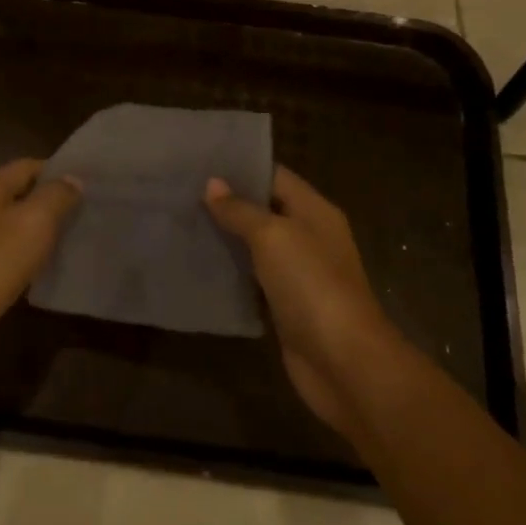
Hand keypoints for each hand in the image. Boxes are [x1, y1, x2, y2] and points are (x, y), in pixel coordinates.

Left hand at [0, 159, 81, 384]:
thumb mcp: (35, 220)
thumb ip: (56, 196)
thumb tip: (73, 179)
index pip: (25, 167)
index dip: (54, 170)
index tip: (85, 180)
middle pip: (17, 197)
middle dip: (49, 201)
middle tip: (85, 210)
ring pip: (12, 229)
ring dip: (39, 232)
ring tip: (73, 238)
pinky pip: (7, 258)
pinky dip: (28, 259)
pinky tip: (47, 269)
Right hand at [205, 167, 400, 437]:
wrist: (343, 362)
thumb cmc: (311, 285)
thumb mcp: (273, 236)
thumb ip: (241, 210)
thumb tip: (212, 183)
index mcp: (315, 211)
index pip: (275, 176)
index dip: (241, 167)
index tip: (200, 162)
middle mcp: (309, 237)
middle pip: (264, 210)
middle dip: (227, 202)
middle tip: (182, 191)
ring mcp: (298, 273)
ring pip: (256, 246)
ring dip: (225, 237)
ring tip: (182, 222)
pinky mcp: (285, 306)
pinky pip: (253, 279)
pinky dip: (230, 272)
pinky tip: (198, 264)